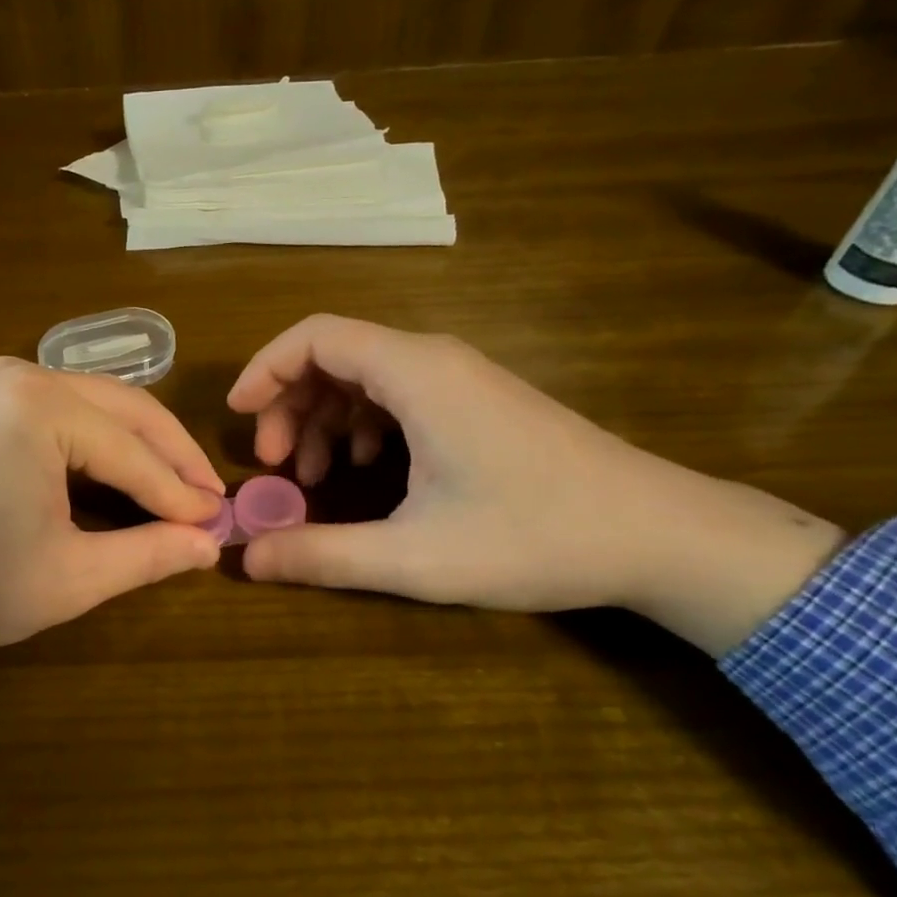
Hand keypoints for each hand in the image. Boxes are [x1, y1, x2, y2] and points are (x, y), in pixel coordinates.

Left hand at [0, 358, 223, 704]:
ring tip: (178, 491)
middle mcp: (25, 374)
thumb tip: (209, 544)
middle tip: (211, 503)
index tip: (221, 526)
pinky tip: (124, 473)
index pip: (135, 452)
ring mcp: (0, 381)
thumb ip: (147, 554)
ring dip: (141, 447)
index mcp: (43, 407)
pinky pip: (66, 411)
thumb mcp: (67, 577)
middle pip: (126, 411)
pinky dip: (102, 442)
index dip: (182, 494)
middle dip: (172, 458)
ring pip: (99, 406)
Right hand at [227, 315, 844, 655]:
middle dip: (288, 404)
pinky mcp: (476, 401)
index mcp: (415, 374)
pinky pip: (397, 393)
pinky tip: (365, 471)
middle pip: (333, 355)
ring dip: (323, 418)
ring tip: (311, 478)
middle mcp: (434, 359)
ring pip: (364, 375)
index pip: (315, 336)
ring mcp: (460, 378)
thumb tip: (247, 560)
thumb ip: (323, 555)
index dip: (264, 369)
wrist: (661, 535)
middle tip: (272, 467)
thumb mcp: (416, 557)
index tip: (236, 416)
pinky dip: (361, 424)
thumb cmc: (536, 536)